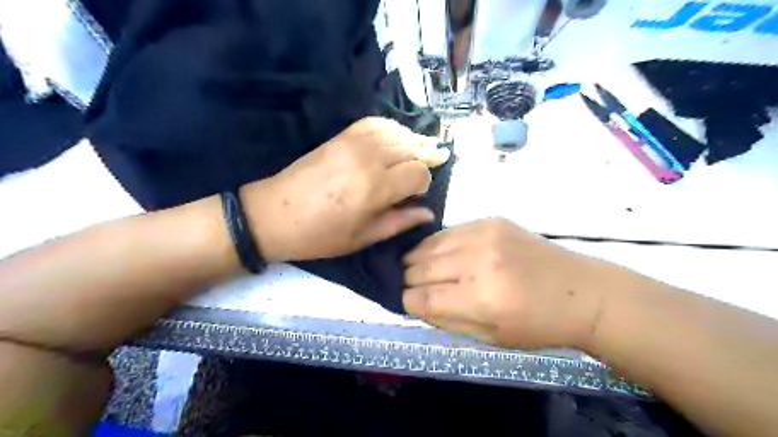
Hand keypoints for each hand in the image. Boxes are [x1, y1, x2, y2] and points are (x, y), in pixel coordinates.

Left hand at [243, 117, 449, 262]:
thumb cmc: (320, 235)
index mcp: (375, 187)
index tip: (419, 193)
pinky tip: (397, 136)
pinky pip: (374, 123)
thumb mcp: (363, 238)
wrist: (273, 214)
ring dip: (413, 140)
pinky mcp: (341, 136)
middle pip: (411, 149)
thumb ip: (399, 222)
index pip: (418, 173)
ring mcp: (353, 143)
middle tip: (440, 157)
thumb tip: (428, 212)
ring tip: (424, 146)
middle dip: (427, 155)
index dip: (425, 182)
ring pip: (396, 133)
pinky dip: (391, 127)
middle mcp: (369, 158)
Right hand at [404, 217, 610, 347]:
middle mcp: (478, 262)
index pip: (421, 297)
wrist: (580, 291)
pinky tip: (443, 253)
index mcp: (480, 299)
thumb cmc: (537, 324)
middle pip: (419, 268)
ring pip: (428, 245)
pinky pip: (448, 231)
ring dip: (418, 259)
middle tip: (415, 286)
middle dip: (410, 280)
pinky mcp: (490, 220)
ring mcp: (484, 235)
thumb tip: (413, 302)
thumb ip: (446, 320)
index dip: (408, 301)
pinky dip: (438, 244)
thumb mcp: (490, 337)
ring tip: (421, 268)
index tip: (409, 302)